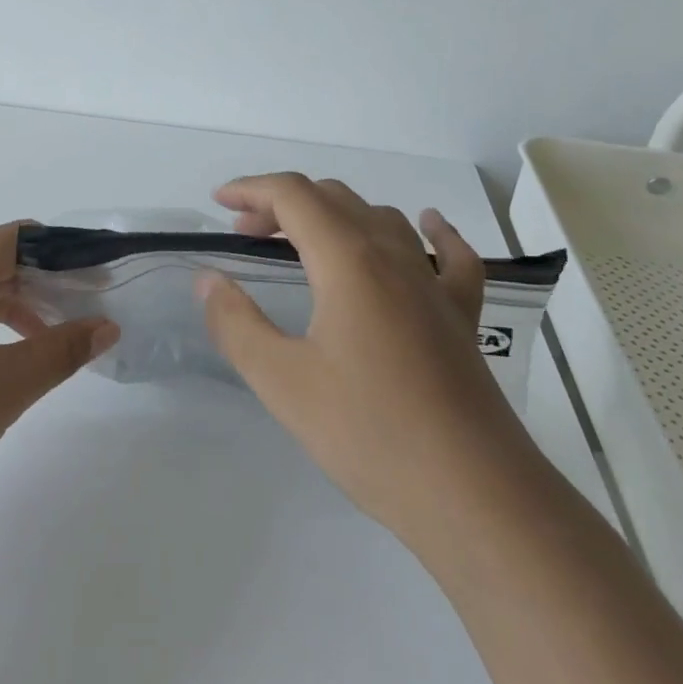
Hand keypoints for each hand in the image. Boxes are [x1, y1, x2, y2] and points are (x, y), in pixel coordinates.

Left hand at [0, 222, 118, 528]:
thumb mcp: (6, 386)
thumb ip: (61, 352)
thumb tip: (106, 326)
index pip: (15, 239)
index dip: (61, 251)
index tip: (98, 275)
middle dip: (42, 282)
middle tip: (85, 308)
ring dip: (14, 309)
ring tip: (50, 338)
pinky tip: (0, 363)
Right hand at [198, 173, 530, 542]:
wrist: (473, 494)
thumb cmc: (368, 433)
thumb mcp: (281, 381)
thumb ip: (236, 324)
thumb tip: (209, 280)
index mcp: (349, 262)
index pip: (295, 197)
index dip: (252, 189)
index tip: (218, 203)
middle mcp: (395, 257)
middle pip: (335, 200)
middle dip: (283, 204)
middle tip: (246, 233)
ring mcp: (436, 285)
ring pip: (382, 219)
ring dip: (335, 214)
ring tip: (304, 239)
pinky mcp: (461, 317)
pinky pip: (451, 256)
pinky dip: (431, 232)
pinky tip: (428, 226)